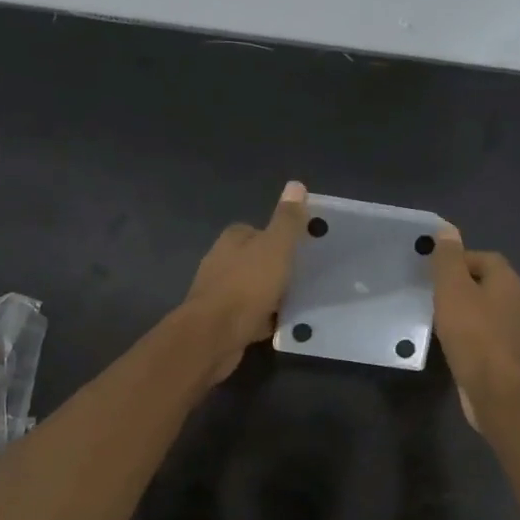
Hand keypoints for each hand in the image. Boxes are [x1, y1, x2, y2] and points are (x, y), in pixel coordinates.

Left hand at [183, 181, 309, 381]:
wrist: (214, 335)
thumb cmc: (247, 286)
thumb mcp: (275, 247)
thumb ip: (287, 220)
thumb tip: (296, 185)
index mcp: (232, 239)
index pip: (258, 231)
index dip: (280, 239)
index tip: (302, 251)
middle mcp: (220, 261)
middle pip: (256, 260)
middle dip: (277, 268)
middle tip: (305, 278)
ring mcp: (219, 292)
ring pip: (253, 288)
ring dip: (271, 295)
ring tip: (298, 302)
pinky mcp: (221, 320)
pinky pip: (250, 314)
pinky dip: (264, 318)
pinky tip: (280, 324)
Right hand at [429, 225, 519, 429]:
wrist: (494, 389)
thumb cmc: (472, 333)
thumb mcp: (453, 289)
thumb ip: (449, 259)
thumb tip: (447, 230)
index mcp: (507, 281)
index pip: (485, 257)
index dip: (459, 260)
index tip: (435, 274)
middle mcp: (517, 301)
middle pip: (486, 283)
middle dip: (461, 286)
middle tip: (433, 295)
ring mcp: (515, 330)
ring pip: (486, 311)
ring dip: (465, 312)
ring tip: (439, 320)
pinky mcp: (508, 355)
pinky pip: (486, 335)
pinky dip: (470, 335)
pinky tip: (452, 344)